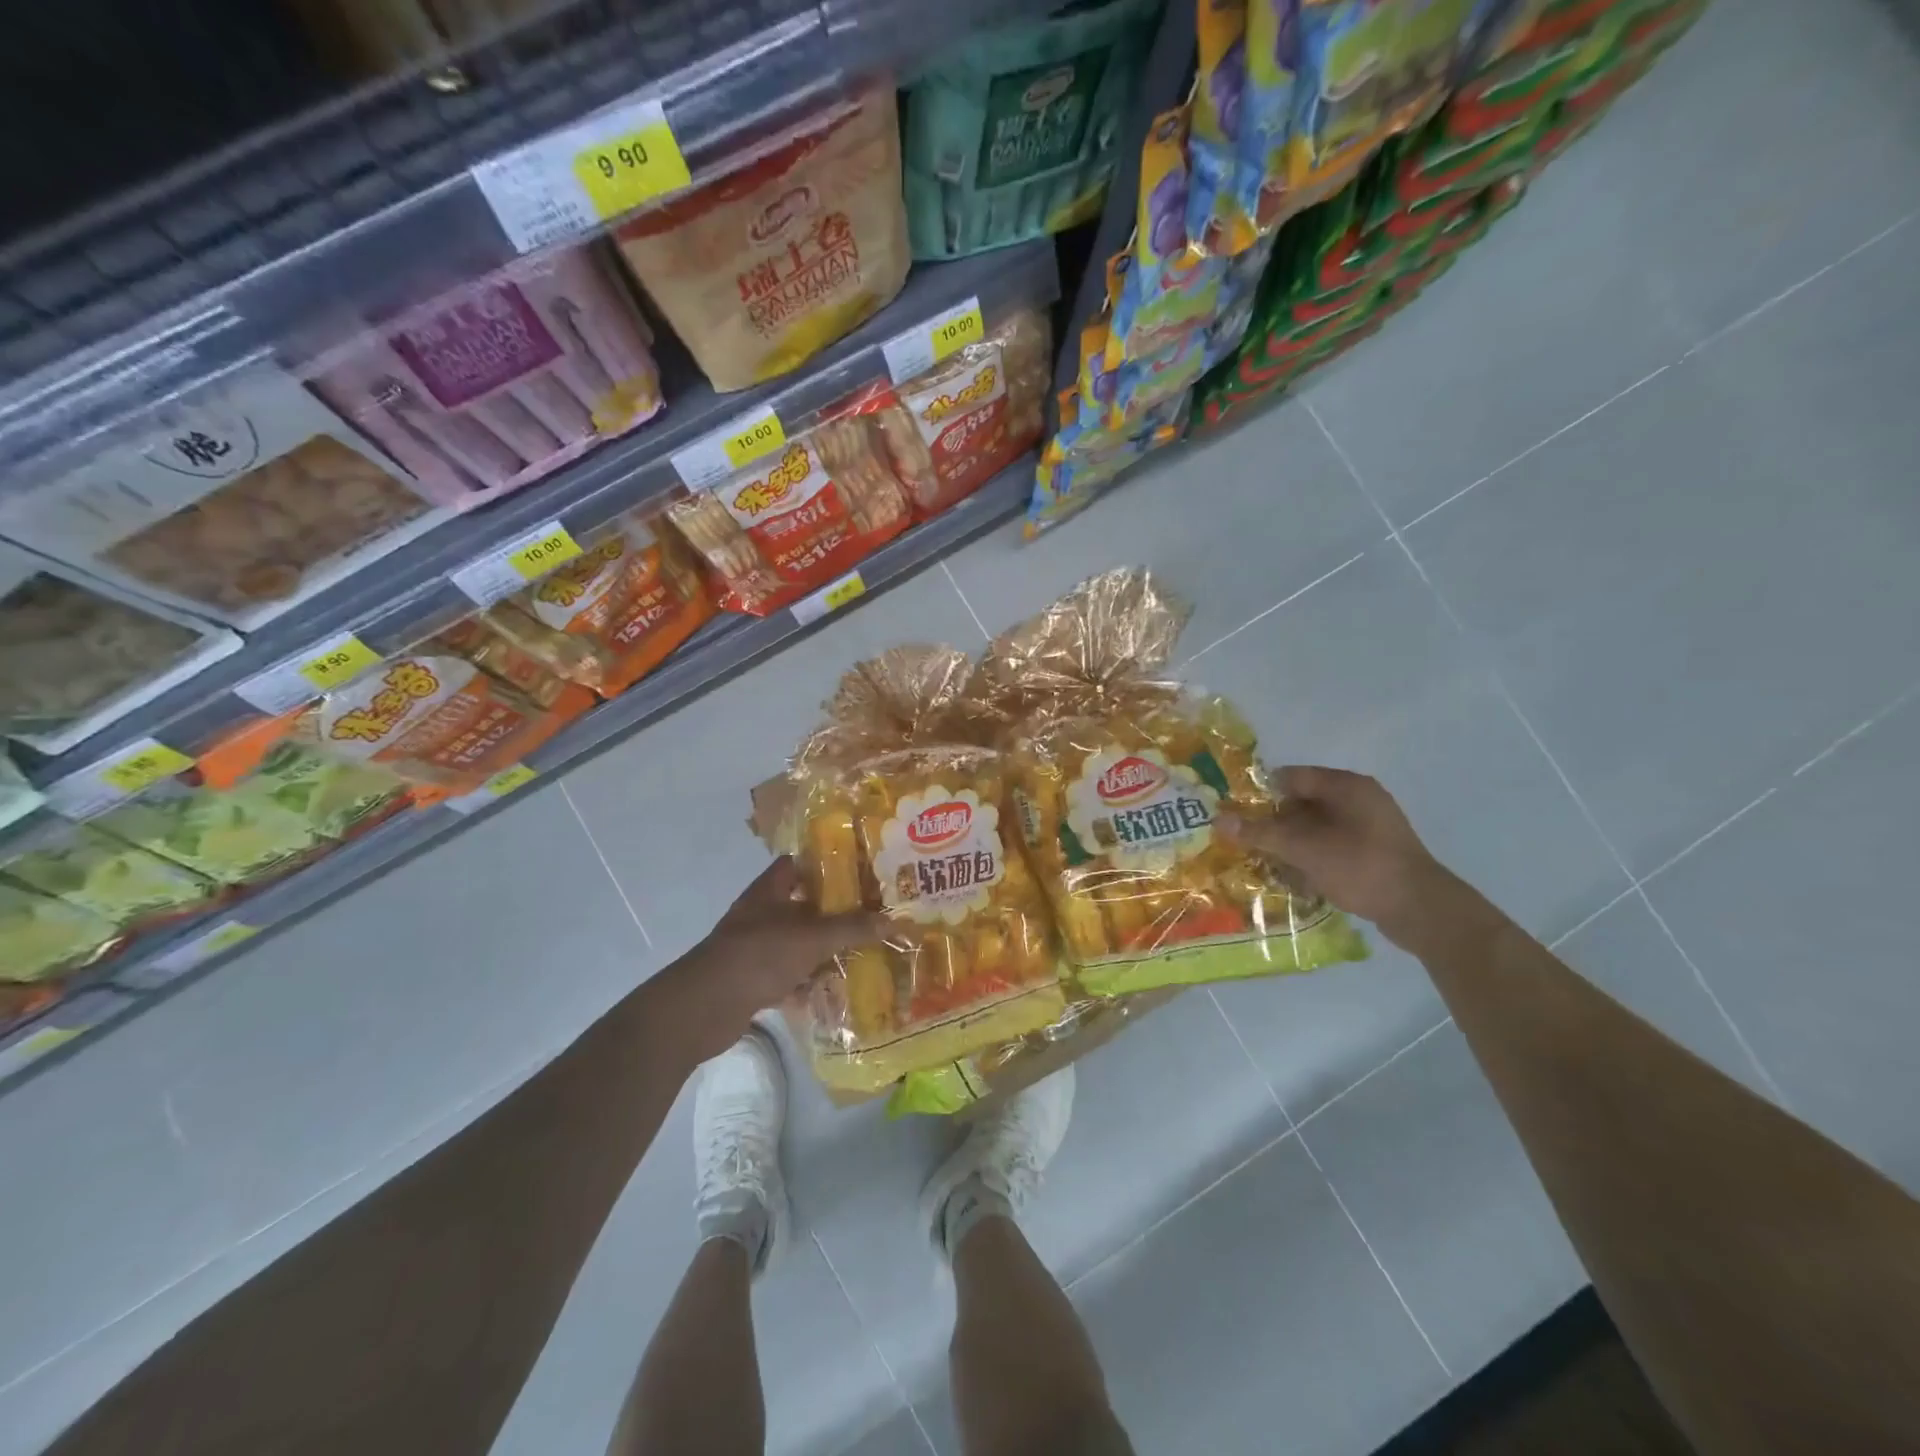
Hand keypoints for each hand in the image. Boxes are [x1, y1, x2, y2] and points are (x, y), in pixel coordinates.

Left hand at [669, 857, 884, 1061]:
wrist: (704, 1007)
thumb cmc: (759, 955)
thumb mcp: (812, 938)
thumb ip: (852, 928)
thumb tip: (895, 919)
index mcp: (770, 891)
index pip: (797, 864)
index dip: (825, 865)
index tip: (859, 872)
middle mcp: (761, 914)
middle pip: (802, 905)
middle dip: (834, 912)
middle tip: (872, 915)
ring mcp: (755, 948)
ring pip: (797, 942)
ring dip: (823, 949)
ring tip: (862, 952)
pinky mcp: (753, 980)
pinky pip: (789, 975)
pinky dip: (808, 981)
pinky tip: (835, 989)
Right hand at [1217, 766, 1452, 944]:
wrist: (1421, 910)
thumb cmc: (1360, 866)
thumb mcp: (1304, 849)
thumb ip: (1261, 833)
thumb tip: (1218, 819)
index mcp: (1347, 786)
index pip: (1292, 777)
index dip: (1260, 792)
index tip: (1234, 812)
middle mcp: (1359, 799)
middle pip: (1302, 802)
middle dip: (1272, 821)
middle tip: (1243, 840)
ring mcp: (1369, 827)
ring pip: (1315, 827)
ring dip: (1289, 843)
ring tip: (1261, 860)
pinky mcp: (1373, 853)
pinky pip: (1331, 846)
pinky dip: (1310, 856)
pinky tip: (1292, 876)